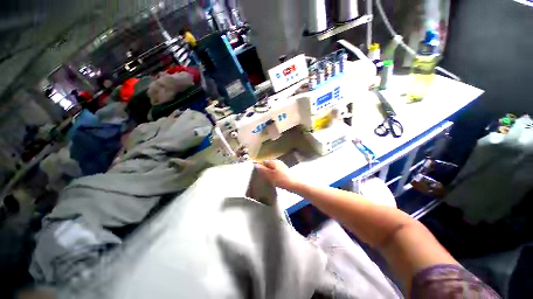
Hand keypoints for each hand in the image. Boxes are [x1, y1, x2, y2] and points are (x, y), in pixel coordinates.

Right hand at [254, 160, 301, 190]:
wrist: (295, 184)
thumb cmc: (281, 180)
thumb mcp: (270, 175)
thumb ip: (262, 169)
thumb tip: (255, 164)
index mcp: (273, 161)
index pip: (263, 161)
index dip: (259, 166)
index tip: (257, 173)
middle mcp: (278, 162)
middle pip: (268, 164)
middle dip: (264, 170)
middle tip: (262, 178)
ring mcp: (282, 166)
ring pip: (272, 168)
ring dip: (269, 173)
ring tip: (268, 180)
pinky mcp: (284, 171)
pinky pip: (276, 171)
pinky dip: (274, 175)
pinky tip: (274, 180)